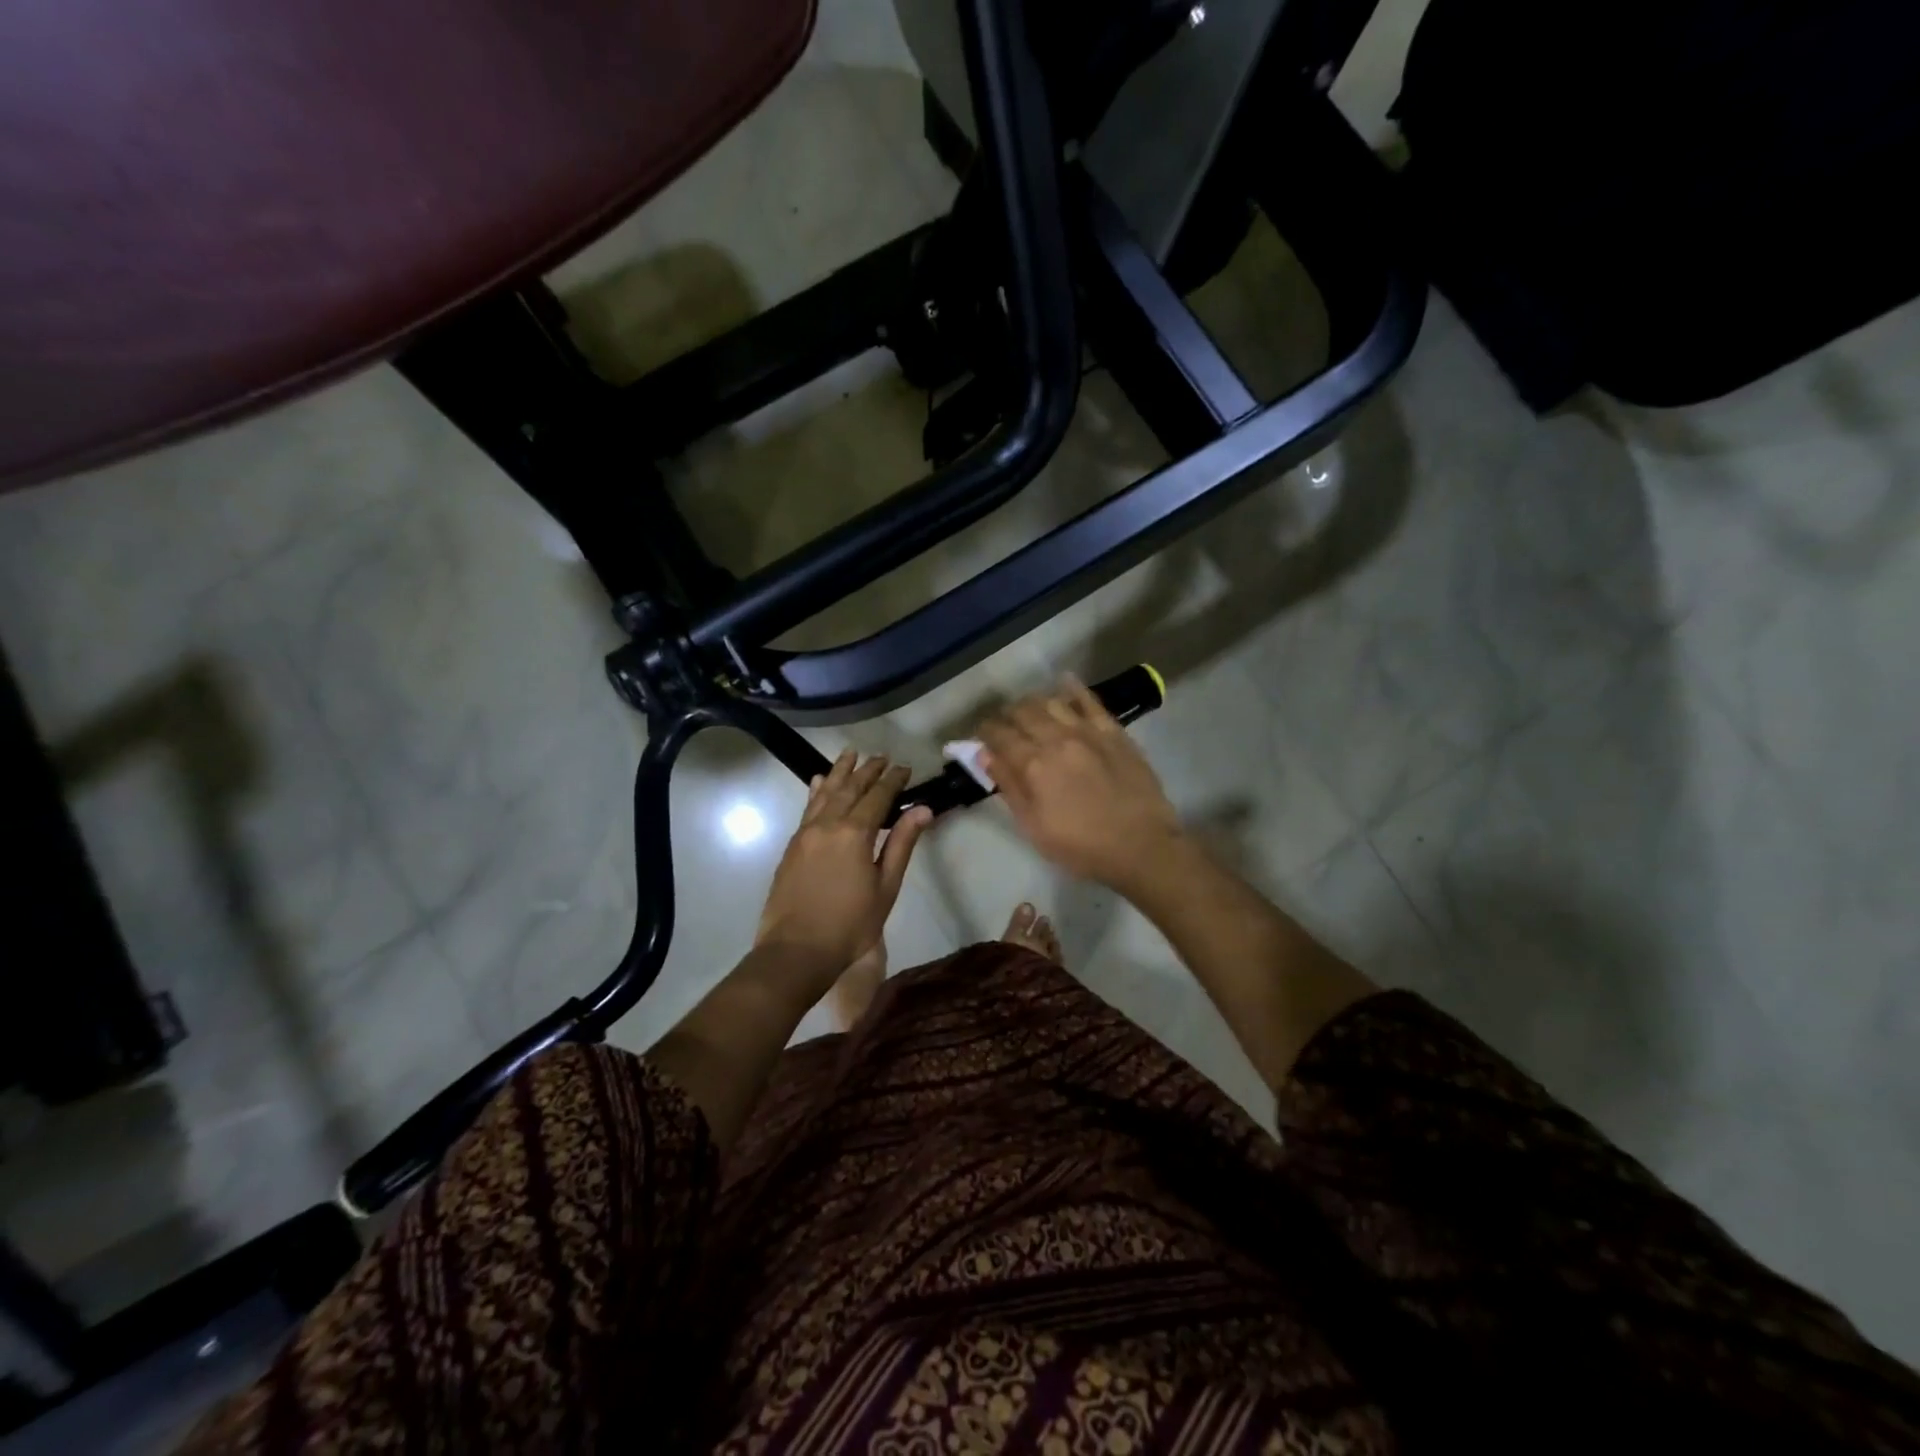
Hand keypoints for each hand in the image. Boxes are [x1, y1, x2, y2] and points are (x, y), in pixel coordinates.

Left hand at [756, 751, 933, 978]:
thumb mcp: (885, 887)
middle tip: (882, 757)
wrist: (795, 950)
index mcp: (855, 833)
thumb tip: (923, 810)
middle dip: (867, 770)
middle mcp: (828, 824)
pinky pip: (807, 807)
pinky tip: (818, 781)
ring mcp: (806, 833)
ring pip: (825, 792)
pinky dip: (816, 791)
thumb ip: (902, 844)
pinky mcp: (792, 845)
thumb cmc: (850, 925)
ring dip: (839, 771)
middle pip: (850, 788)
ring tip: (850, 754)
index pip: (878, 796)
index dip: (892, 779)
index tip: (904, 767)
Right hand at [978, 678, 1184, 891]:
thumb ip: (1008, 786)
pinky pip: (1090, 700)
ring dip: (1034, 703)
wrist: (1141, 846)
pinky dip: (1073, 688)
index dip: (986, 731)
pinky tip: (1065, 682)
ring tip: (1031, 711)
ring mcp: (1087, 731)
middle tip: (1005, 725)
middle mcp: (1056, 738)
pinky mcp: (1113, 731)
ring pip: (1051, 701)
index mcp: (1033, 765)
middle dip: (1007, 715)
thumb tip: (984, 754)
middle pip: (1023, 712)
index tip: (982, 734)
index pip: (999, 735)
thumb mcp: (1033, 826)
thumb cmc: (1081, 846)